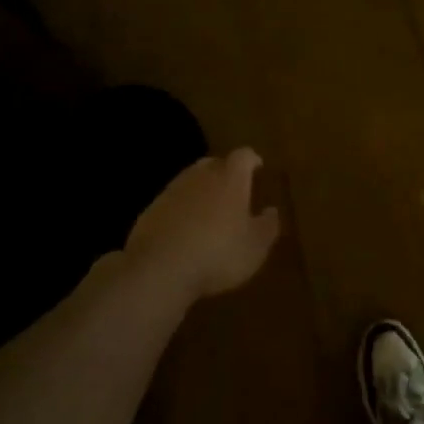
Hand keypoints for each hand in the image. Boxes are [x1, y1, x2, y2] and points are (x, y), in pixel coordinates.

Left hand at [125, 148, 281, 299]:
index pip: (243, 156)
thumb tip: (271, 211)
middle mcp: (200, 176)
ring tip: (210, 209)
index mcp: (230, 179)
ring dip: (202, 189)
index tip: (258, 166)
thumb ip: (267, 226)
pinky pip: (173, 200)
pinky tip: (185, 227)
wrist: (160, 268)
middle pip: (214, 163)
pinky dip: (182, 207)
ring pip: (191, 180)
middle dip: (225, 171)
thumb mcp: (255, 247)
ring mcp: (172, 190)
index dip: (252, 160)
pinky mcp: (151, 208)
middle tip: (235, 187)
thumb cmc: (218, 254)